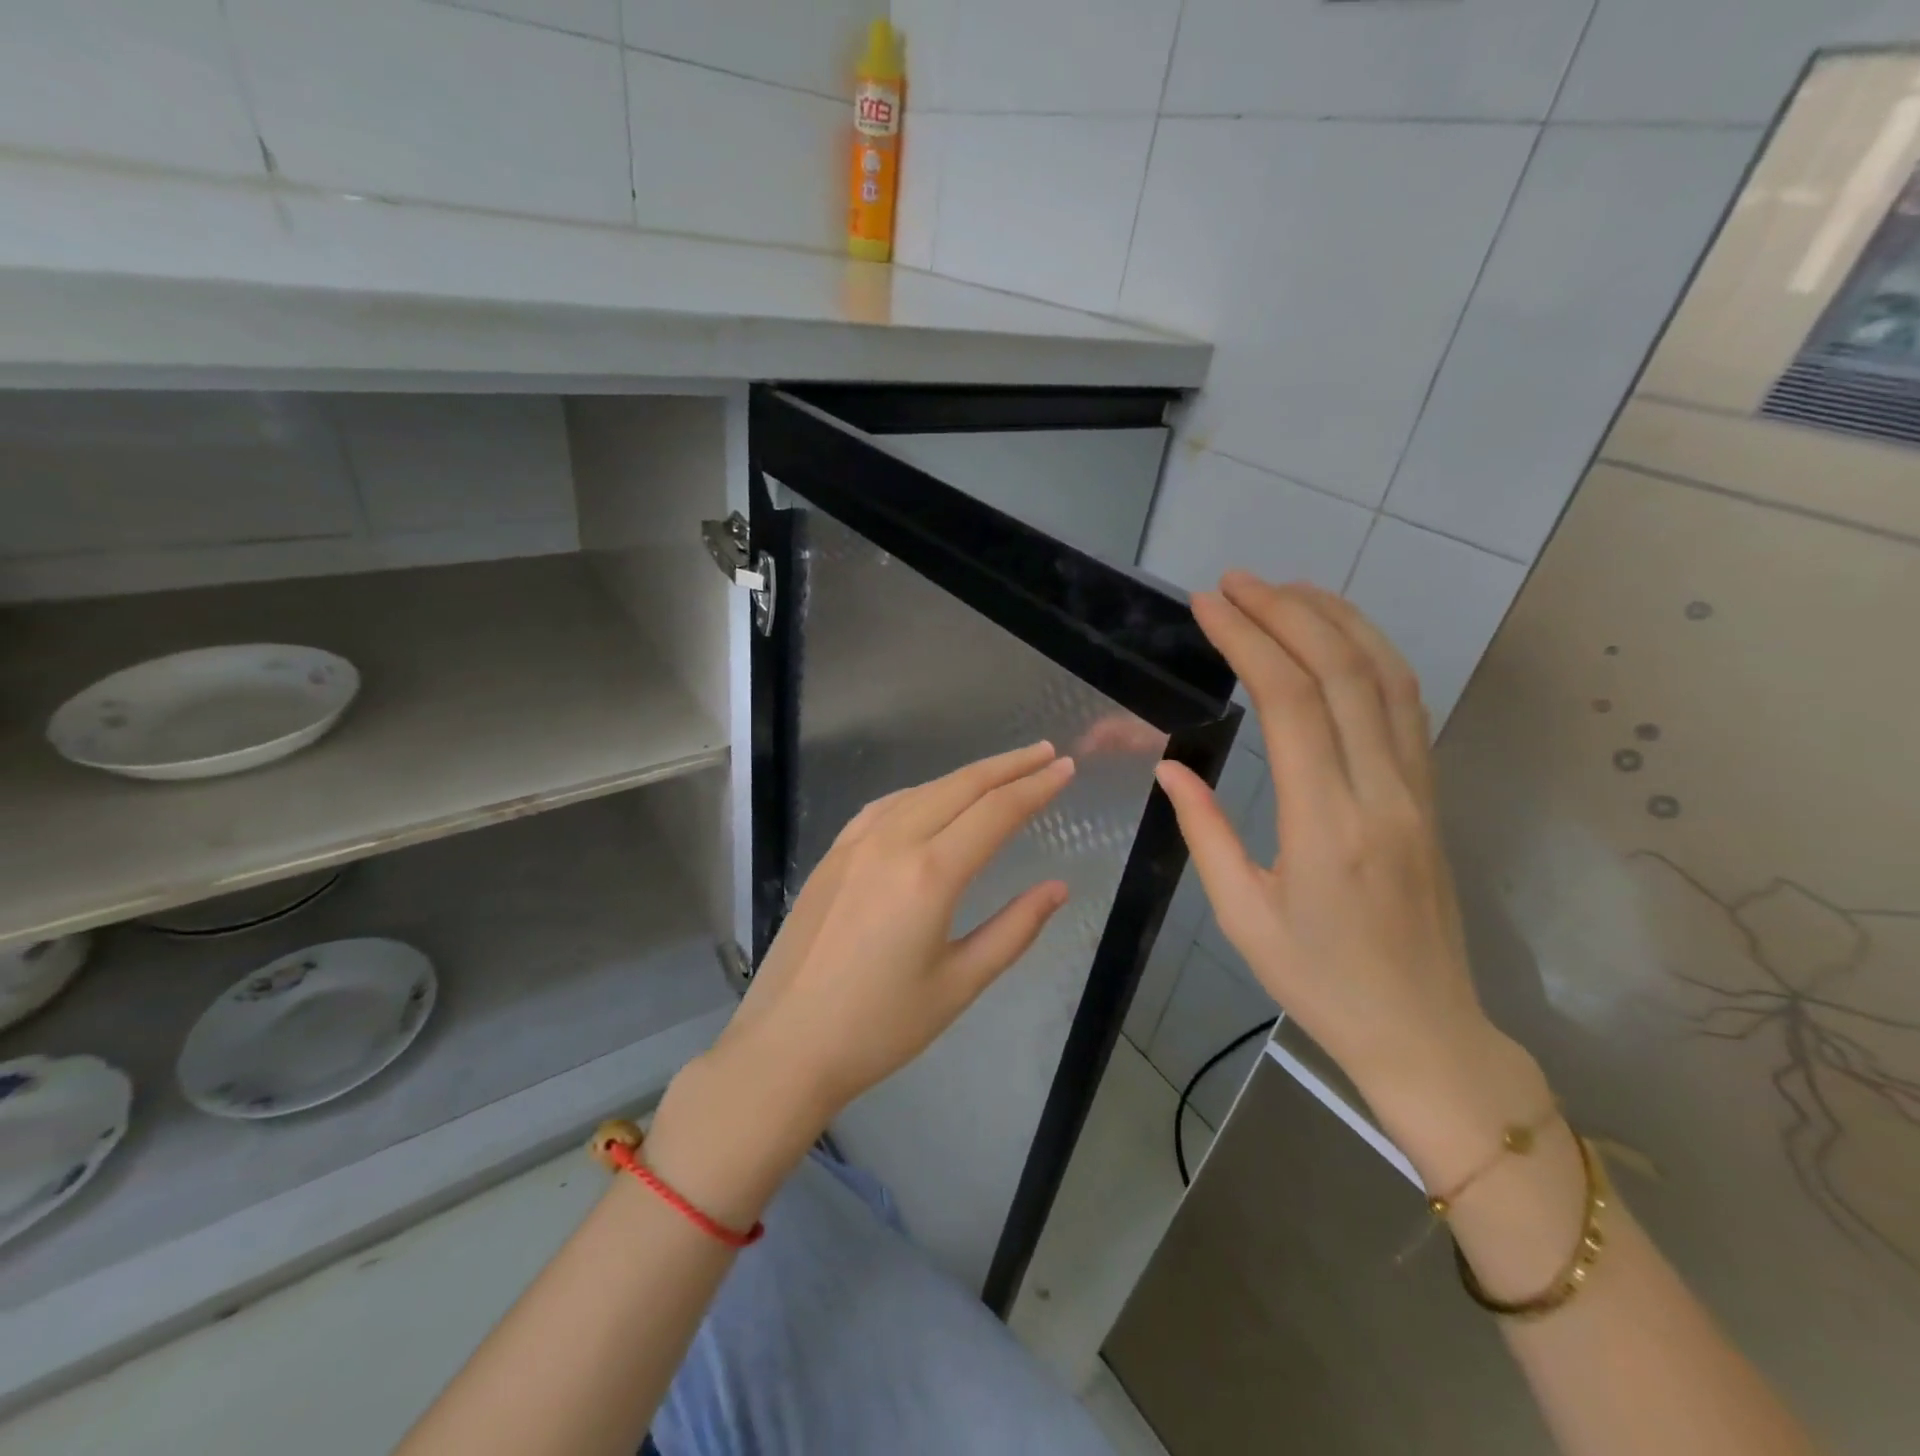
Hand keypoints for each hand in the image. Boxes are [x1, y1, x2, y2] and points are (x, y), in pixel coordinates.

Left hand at [718, 741, 1074, 1123]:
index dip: (1036, 786)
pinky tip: (930, 798)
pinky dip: (920, 792)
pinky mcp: (831, 856)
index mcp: (930, 874)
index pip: (996, 812)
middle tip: (1045, 753)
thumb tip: (1057, 887)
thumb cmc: (879, 1027)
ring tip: (1001, 771)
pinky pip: (884, 807)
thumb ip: (1014, 930)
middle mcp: (892, 843)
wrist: (785, 1046)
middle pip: (960, 786)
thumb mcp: (959, 984)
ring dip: (965, 776)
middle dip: (1008, 766)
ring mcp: (855, 845)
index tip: (1066, 768)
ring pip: (921, 790)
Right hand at [1154, 573, 1545, 1187]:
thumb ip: (1206, 831)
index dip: (1249, 641)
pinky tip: (1337, 637)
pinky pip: (1407, 706)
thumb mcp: (1243, 915)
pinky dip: (1371, 654)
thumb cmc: (1319, 983)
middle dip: (1286, 612)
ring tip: (1284, 589)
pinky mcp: (1431, 795)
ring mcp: (1418, 790)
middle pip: (1343, 672)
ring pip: (1387, 677)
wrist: (1424, 1033)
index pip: (1291, 704)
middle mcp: (1382, 794)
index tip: (1210, 605)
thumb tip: (1170, 766)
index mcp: (1327, 827)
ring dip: (1335, 620)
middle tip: (1235, 582)